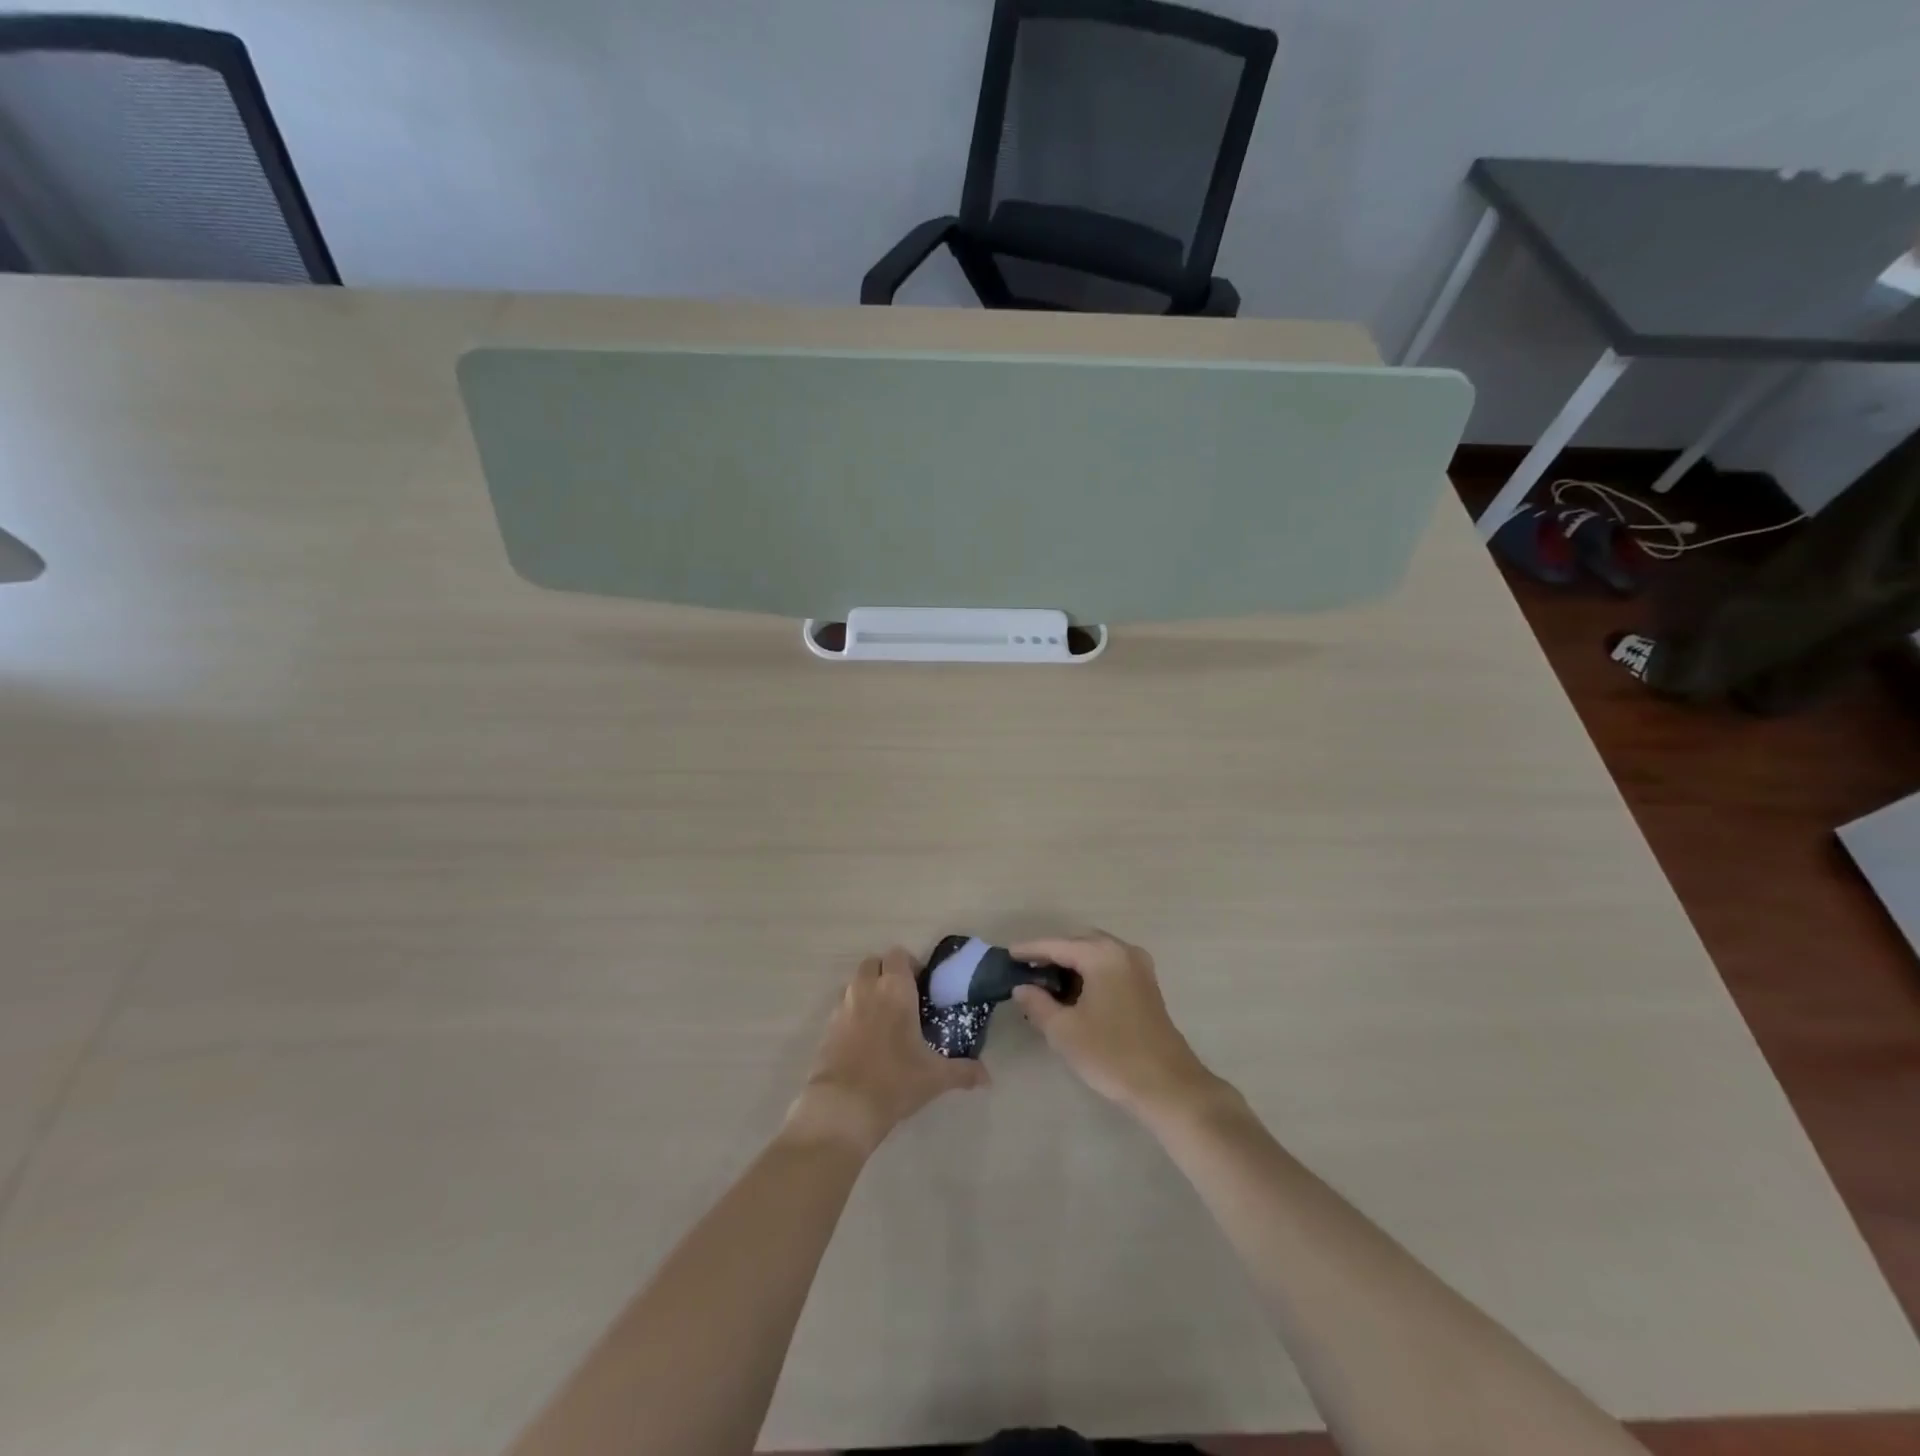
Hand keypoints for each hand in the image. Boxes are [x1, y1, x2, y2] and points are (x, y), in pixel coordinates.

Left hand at [787, 948, 986, 1155]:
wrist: (843, 1106)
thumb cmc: (895, 1081)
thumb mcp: (935, 1077)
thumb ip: (964, 1071)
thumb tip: (987, 1077)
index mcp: (895, 989)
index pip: (899, 955)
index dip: (910, 965)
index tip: (922, 986)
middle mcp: (867, 989)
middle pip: (874, 963)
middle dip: (887, 973)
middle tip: (903, 998)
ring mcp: (843, 1005)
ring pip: (856, 982)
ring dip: (868, 990)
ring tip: (884, 1018)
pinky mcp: (827, 1026)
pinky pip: (842, 1006)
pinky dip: (853, 1012)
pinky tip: (865, 1039)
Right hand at [1010, 931, 1222, 1118]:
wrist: (1168, 1087)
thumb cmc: (1111, 1054)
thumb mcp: (1064, 1031)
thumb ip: (1038, 1004)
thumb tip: (1022, 987)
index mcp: (1102, 955)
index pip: (1057, 945)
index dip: (1030, 950)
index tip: (1008, 954)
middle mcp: (1123, 951)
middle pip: (1078, 943)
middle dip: (1052, 954)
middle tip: (1026, 970)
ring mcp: (1139, 968)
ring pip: (1096, 954)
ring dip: (1072, 964)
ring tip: (1045, 983)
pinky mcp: (1147, 986)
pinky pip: (1109, 967)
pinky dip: (1089, 973)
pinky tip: (1074, 994)